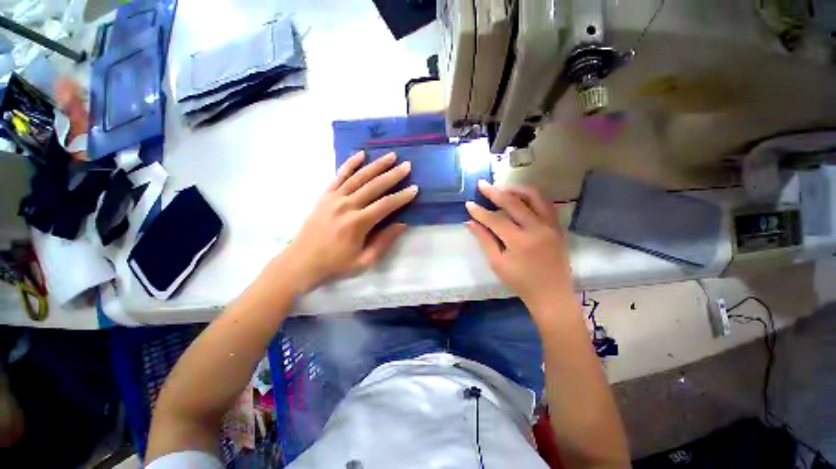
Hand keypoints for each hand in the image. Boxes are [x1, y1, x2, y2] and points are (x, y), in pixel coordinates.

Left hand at [282, 151, 417, 292]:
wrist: (300, 263)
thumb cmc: (335, 265)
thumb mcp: (364, 261)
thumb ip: (384, 241)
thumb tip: (402, 224)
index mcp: (358, 223)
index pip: (386, 205)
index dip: (402, 197)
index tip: (415, 189)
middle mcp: (347, 206)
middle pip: (374, 186)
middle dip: (393, 175)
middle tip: (407, 166)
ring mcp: (334, 198)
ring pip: (359, 177)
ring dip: (376, 165)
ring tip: (391, 155)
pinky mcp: (325, 196)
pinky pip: (339, 176)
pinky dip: (350, 164)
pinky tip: (360, 154)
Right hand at [466, 181, 572, 307]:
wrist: (552, 294)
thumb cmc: (521, 282)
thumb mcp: (498, 263)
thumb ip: (484, 240)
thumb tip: (470, 222)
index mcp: (520, 242)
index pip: (496, 220)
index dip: (480, 212)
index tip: (469, 204)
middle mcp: (538, 229)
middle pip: (514, 203)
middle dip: (495, 192)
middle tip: (482, 184)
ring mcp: (551, 226)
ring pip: (534, 197)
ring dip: (516, 189)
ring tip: (502, 187)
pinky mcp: (558, 227)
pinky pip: (546, 204)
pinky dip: (532, 196)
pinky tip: (521, 196)